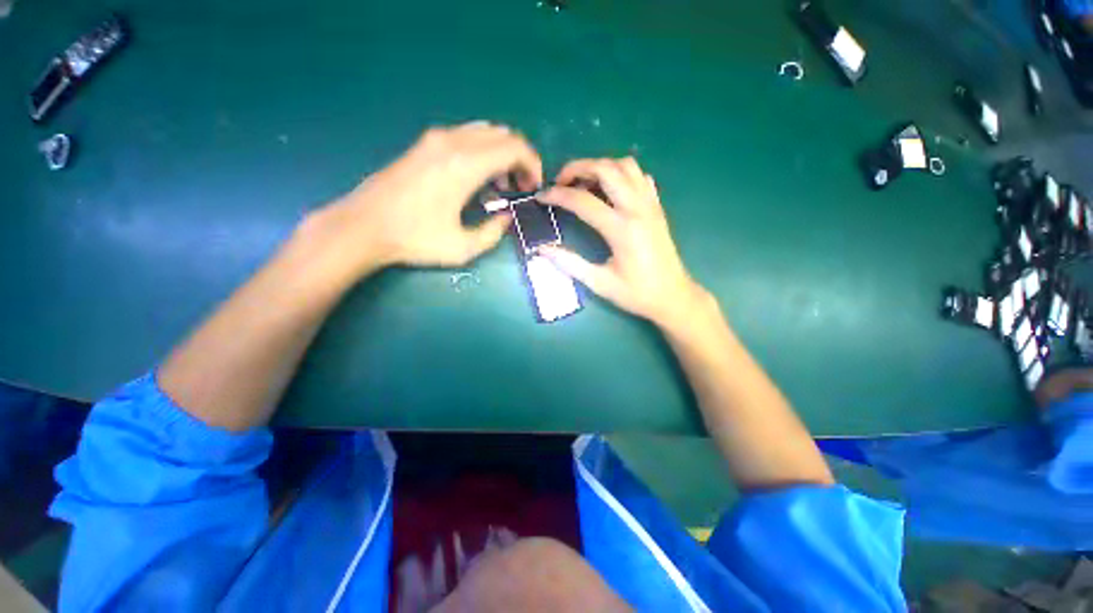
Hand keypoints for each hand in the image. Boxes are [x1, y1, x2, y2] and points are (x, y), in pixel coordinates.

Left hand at [302, 122, 542, 280]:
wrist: (363, 226)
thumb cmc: (414, 239)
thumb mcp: (463, 248)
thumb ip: (493, 232)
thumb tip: (506, 216)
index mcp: (465, 165)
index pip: (514, 148)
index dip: (533, 165)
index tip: (533, 187)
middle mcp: (453, 142)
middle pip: (503, 135)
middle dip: (520, 159)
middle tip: (520, 187)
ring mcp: (435, 139)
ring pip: (485, 131)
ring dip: (501, 153)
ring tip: (500, 184)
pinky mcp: (424, 144)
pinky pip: (466, 135)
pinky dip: (483, 150)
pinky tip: (476, 176)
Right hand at [537, 158, 706, 328]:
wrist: (673, 296)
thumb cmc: (636, 294)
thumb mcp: (599, 283)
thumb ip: (570, 264)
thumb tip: (543, 249)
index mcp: (621, 230)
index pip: (582, 201)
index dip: (557, 195)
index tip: (541, 197)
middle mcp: (637, 209)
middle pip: (606, 169)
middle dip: (577, 168)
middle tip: (561, 182)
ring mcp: (650, 204)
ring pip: (626, 166)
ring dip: (601, 167)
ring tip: (584, 183)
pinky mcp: (657, 207)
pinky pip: (640, 176)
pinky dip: (621, 174)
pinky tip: (610, 190)